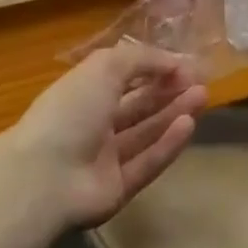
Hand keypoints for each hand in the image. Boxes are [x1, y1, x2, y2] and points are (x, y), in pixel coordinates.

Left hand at [2, 43, 206, 228]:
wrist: (44, 178)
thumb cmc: (72, 109)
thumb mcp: (106, 66)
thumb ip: (143, 58)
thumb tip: (175, 61)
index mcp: (85, 90)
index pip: (124, 75)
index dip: (154, 68)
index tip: (184, 63)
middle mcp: (95, 122)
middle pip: (138, 104)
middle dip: (169, 90)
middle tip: (200, 81)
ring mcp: (105, 158)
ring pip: (146, 132)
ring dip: (174, 113)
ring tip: (202, 97)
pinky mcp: (117, 189)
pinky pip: (146, 162)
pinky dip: (167, 145)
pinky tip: (189, 125)